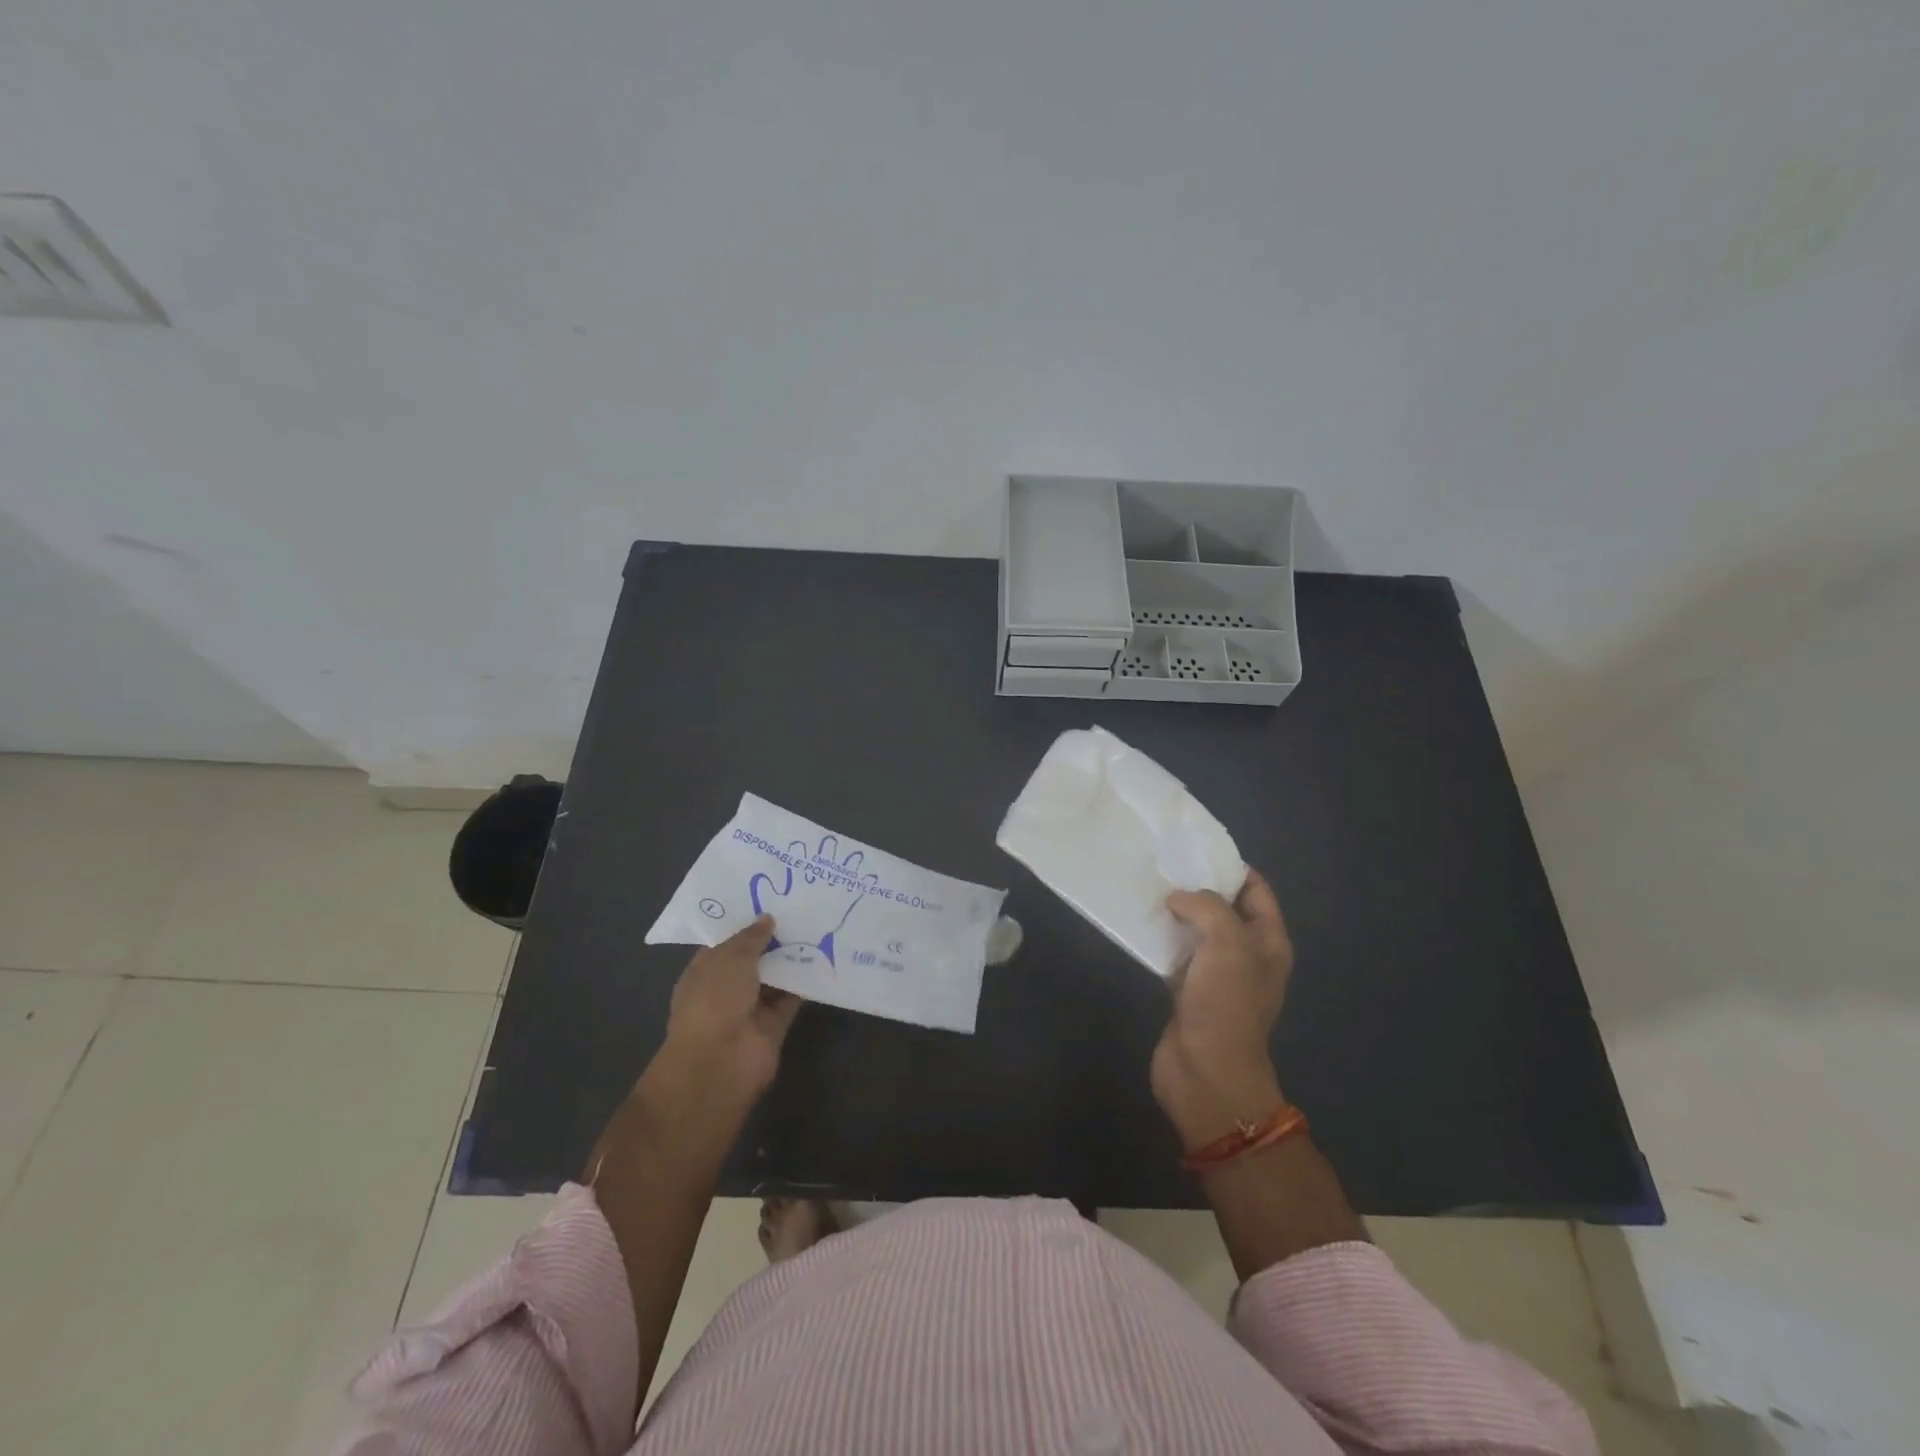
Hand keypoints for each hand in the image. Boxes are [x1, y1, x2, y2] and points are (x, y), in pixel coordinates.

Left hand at [660, 915, 802, 1104]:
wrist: (721, 1061)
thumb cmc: (713, 1001)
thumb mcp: (729, 959)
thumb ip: (751, 938)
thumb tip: (767, 919)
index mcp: (705, 970)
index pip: (727, 941)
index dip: (746, 922)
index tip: (771, 899)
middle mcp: (727, 987)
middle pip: (754, 957)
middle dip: (774, 937)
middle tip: (802, 908)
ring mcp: (751, 1007)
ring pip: (775, 976)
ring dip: (792, 957)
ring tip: (818, 925)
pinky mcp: (775, 1023)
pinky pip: (792, 996)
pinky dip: (805, 981)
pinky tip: (824, 956)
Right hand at [1151, 868, 1293, 1148]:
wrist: (1206, 1072)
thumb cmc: (1225, 1004)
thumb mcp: (1227, 943)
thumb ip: (1205, 907)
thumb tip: (1178, 898)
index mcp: (1268, 942)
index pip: (1256, 891)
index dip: (1232, 867)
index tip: (1196, 849)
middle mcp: (1246, 954)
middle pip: (1224, 908)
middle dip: (1198, 886)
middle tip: (1165, 864)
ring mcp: (1216, 974)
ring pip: (1197, 930)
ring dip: (1176, 912)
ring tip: (1147, 887)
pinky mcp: (1187, 990)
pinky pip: (1176, 953)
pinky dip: (1161, 938)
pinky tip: (1139, 923)